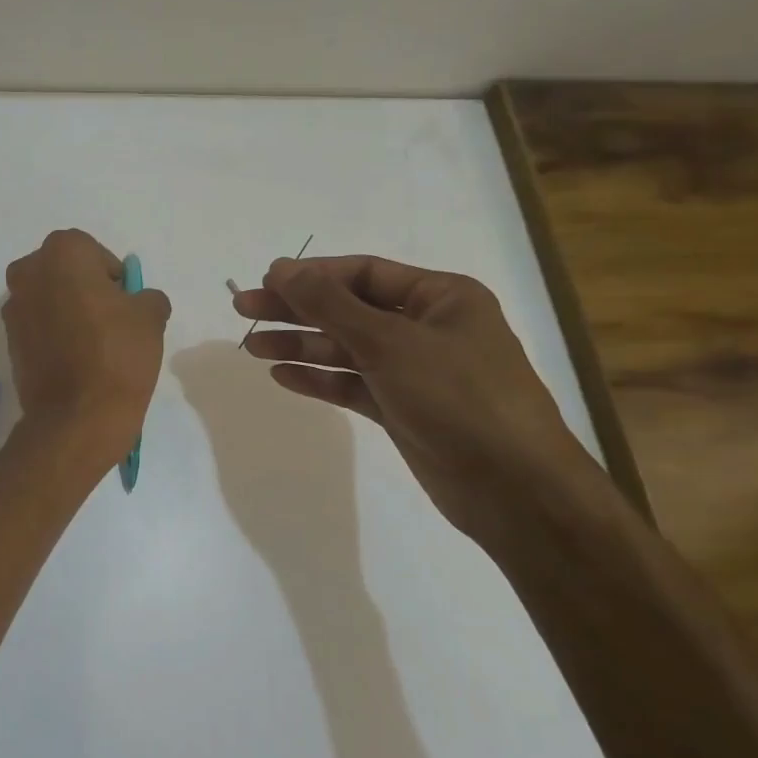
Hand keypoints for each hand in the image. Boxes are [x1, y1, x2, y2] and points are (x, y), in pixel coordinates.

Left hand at [4, 230, 171, 466]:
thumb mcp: (150, 317)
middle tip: (111, 320)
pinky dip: (54, 334)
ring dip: (67, 311)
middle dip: (85, 288)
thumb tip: (140, 301)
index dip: (112, 275)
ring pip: (48, 298)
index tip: (125, 302)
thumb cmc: (117, 354)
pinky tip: (75, 360)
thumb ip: (147, 296)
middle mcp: (28, 273)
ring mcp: (13, 309)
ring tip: (94, 344)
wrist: (77, 417)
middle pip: (64, 272)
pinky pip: (38, 326)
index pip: (92, 251)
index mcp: (61, 254)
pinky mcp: (9, 342)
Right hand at [234, 255, 605, 543]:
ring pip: (347, 349)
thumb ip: (330, 304)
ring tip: (253, 346)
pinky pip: (353, 384)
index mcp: (441, 297)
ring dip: (301, 345)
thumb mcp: (389, 342)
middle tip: (243, 309)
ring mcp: (415, 371)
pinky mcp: (403, 409)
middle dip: (296, 309)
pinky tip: (283, 376)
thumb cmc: (458, 398)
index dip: (313, 275)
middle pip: (348, 309)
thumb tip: (281, 268)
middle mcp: (428, 328)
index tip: (266, 281)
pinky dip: (320, 379)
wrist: (513, 488)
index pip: (364, 273)